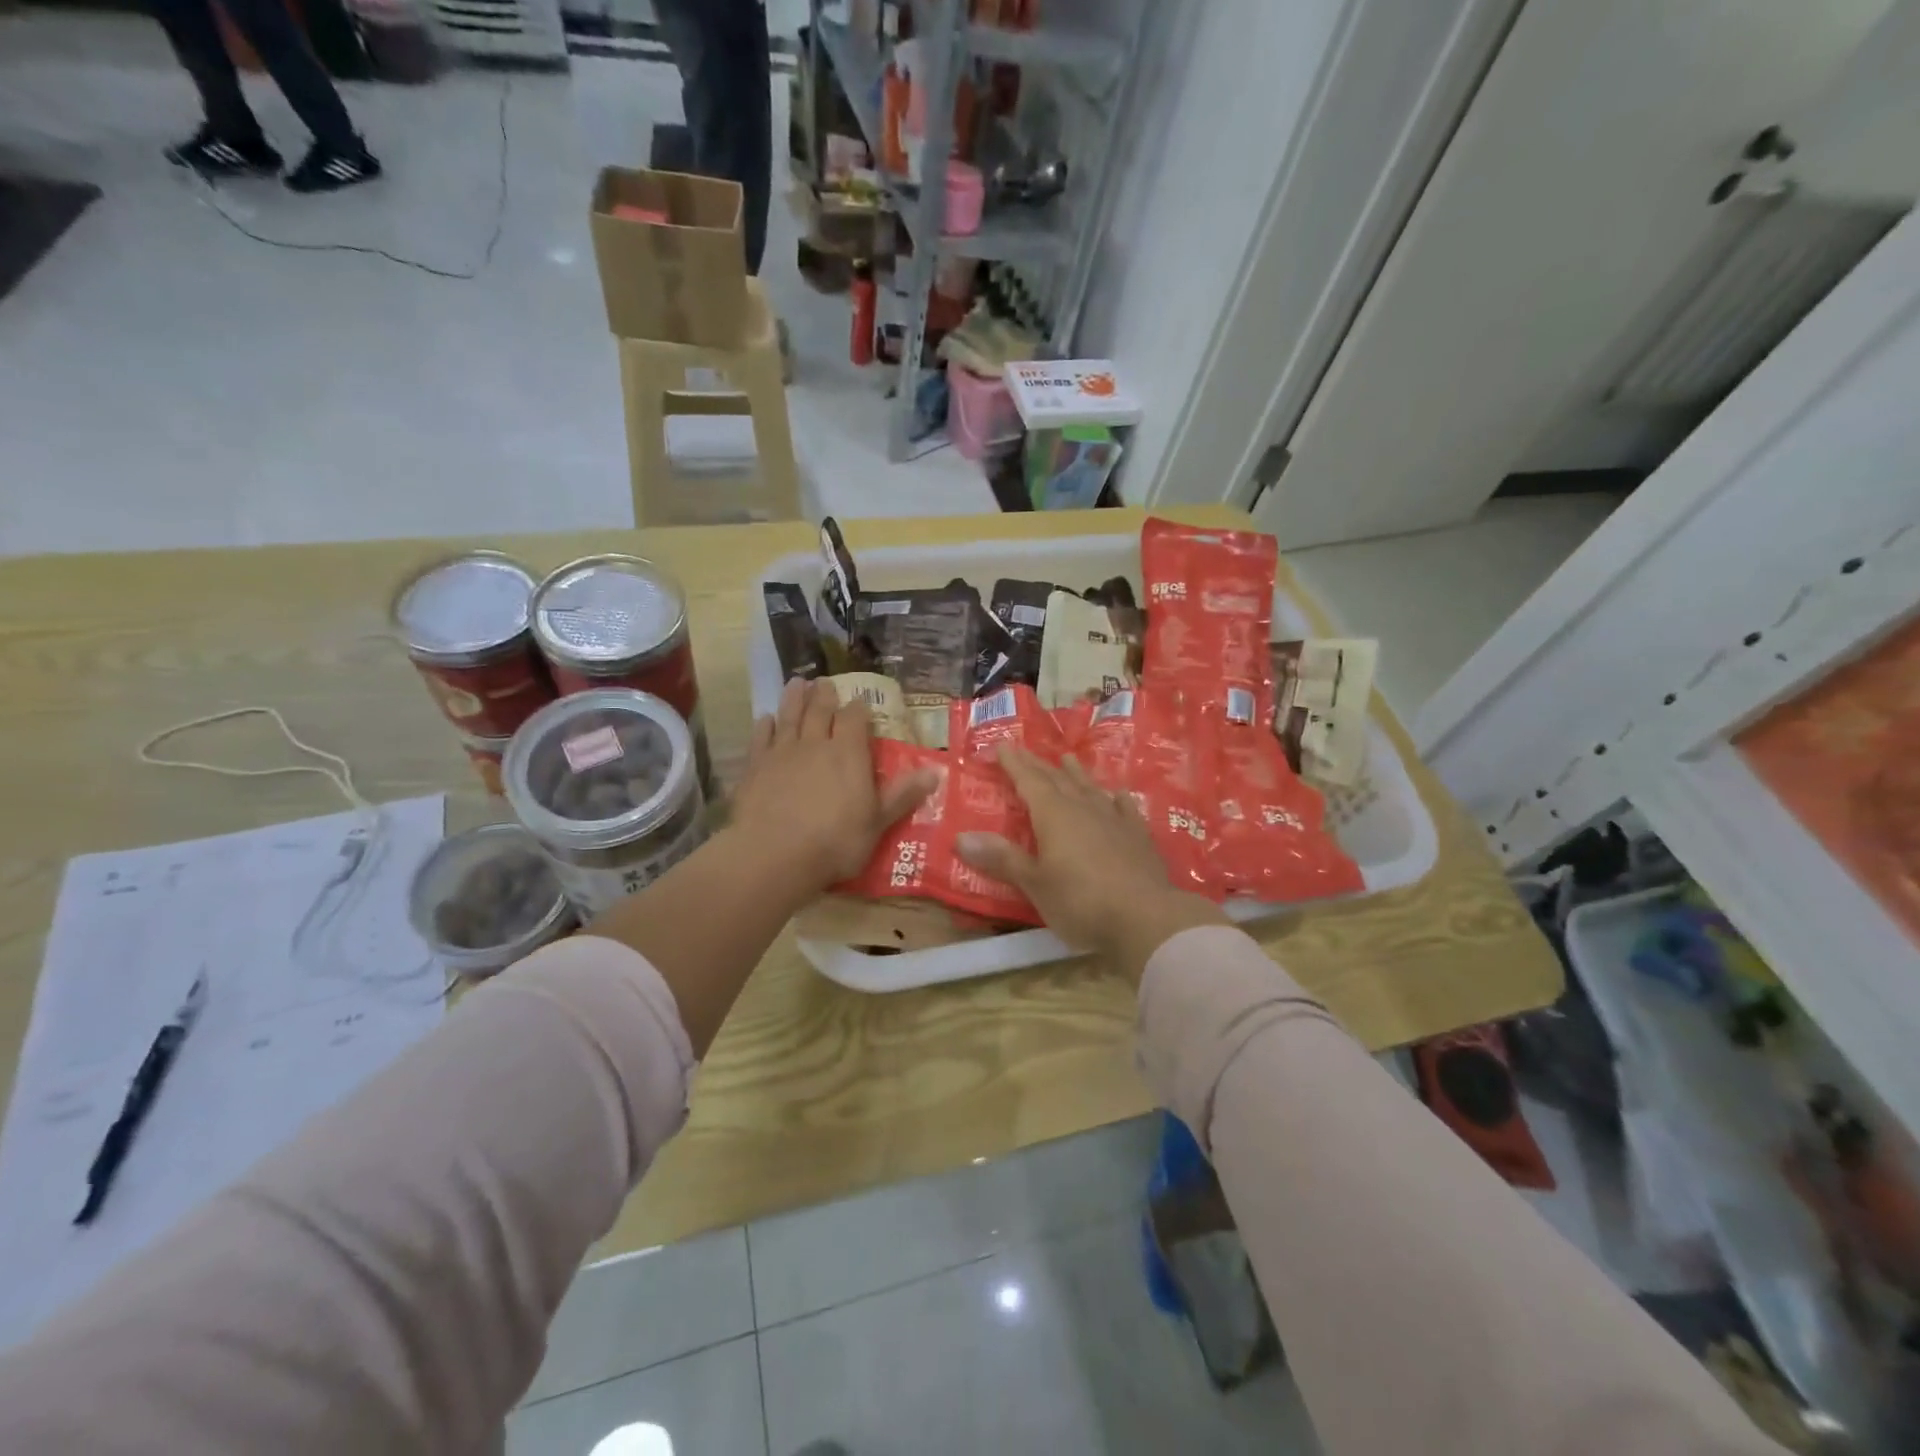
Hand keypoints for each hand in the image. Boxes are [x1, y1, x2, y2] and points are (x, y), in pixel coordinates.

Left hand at [731, 678, 937, 894]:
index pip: (855, 719)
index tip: (860, 702)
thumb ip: (903, 795)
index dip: (858, 708)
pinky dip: (764, 726)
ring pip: (790, 716)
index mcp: (848, 754)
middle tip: (825, 682)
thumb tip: (936, 771)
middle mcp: (816, 744)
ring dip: (794, 699)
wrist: (774, 855)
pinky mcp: (755, 767)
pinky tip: (765, 719)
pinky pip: (761, 738)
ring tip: (797, 683)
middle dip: (825, 695)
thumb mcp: (878, 822)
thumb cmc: (835, 842)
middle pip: (820, 711)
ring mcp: (782, 753)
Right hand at [954, 746, 1226, 978]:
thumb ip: (1001, 858)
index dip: (1013, 763)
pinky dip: (1116, 798)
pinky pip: (1124, 808)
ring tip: (1067, 758)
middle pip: (1057, 779)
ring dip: (1076, 773)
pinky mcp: (1139, 836)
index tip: (1001, 745)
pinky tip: (1118, 794)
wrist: (1146, 918)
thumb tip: (961, 837)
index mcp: (1053, 815)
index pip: (1028, 781)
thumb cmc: (1081, 901)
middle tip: (1024, 750)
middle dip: (1038, 765)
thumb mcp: (1034, 883)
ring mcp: (1114, 819)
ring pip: (1090, 788)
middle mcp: (1083, 807)